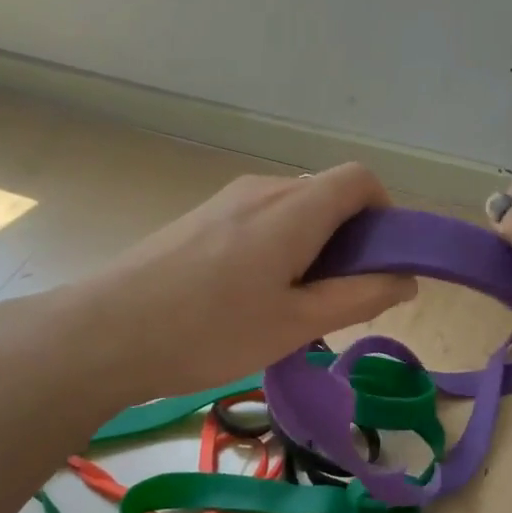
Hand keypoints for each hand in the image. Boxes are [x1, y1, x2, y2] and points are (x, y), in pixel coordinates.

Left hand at [60, 163, 416, 399]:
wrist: (105, 334)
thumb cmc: (211, 331)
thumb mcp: (296, 324)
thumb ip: (359, 296)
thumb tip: (407, 278)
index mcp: (293, 208)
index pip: (359, 178)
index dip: (384, 213)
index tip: (380, 262)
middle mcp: (261, 190)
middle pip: (326, 194)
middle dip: (349, 238)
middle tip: (339, 298)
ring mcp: (225, 201)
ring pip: (291, 210)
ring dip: (312, 247)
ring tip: (293, 306)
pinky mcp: (199, 219)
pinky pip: (258, 220)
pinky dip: (278, 248)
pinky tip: (252, 298)